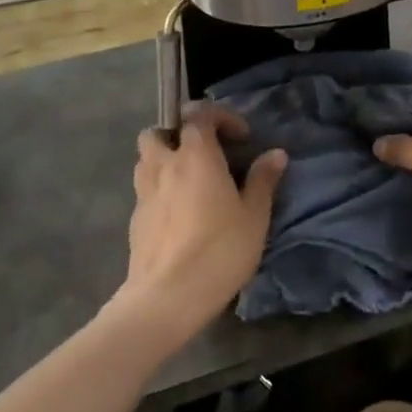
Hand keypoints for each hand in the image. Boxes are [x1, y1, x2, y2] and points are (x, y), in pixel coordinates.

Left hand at [114, 105, 286, 349]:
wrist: (167, 297)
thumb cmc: (218, 250)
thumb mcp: (254, 216)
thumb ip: (263, 180)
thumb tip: (276, 153)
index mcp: (196, 154)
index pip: (199, 113)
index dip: (221, 117)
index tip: (241, 138)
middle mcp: (165, 164)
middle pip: (159, 131)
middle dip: (177, 134)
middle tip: (202, 155)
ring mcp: (144, 191)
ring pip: (145, 159)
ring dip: (163, 160)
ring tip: (188, 182)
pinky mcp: (135, 219)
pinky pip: (145, 190)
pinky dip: (159, 190)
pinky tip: (178, 215)